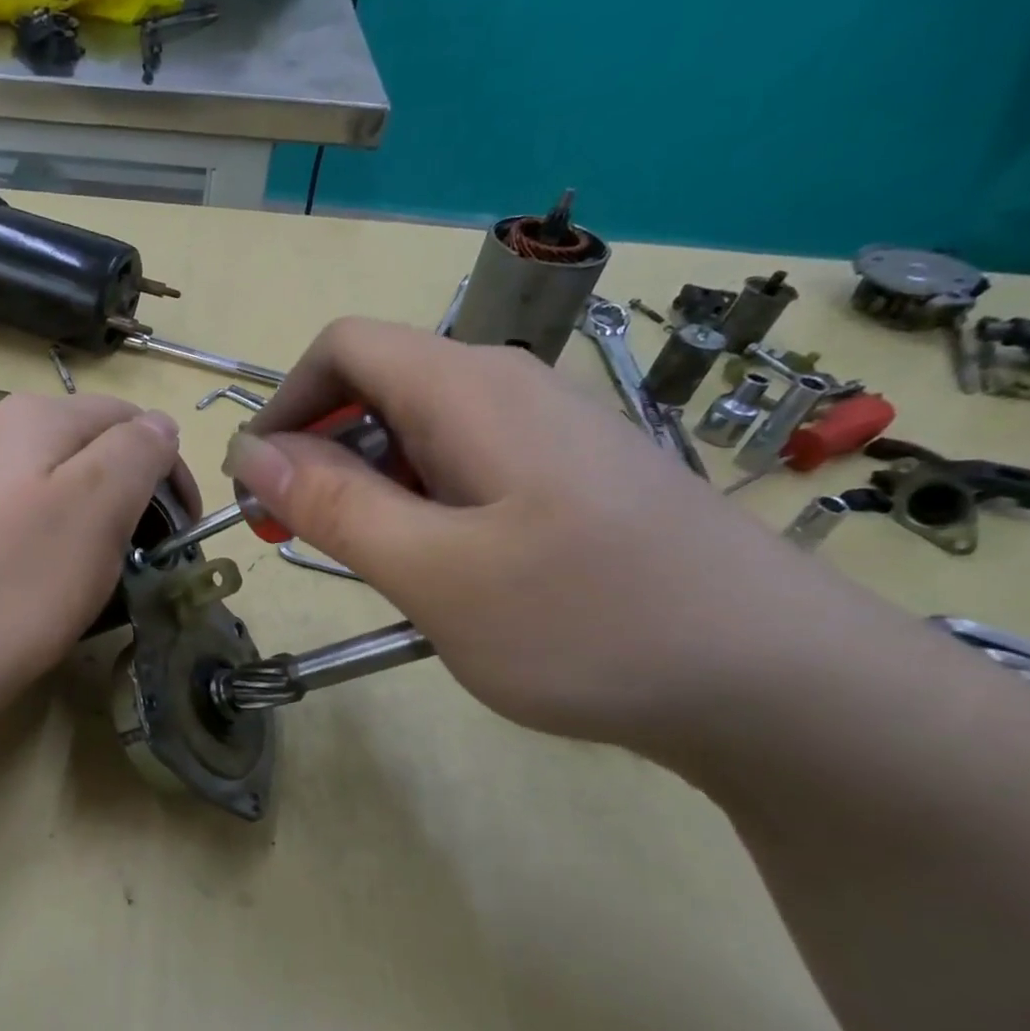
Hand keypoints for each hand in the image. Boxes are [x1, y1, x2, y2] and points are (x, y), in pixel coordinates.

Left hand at [0, 391, 197, 689]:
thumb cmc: (24, 581)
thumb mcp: (100, 504)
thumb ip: (139, 450)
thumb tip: (159, 425)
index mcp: (34, 413)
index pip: (129, 418)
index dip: (167, 470)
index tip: (182, 531)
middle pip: (90, 444)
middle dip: (131, 491)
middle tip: (146, 553)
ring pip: (57, 477)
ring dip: (95, 513)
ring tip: (102, 566)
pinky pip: (23, 506)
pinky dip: (54, 530)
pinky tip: (50, 571)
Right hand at [224, 318, 874, 755]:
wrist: (777, 682)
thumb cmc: (587, 623)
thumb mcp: (433, 572)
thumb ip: (335, 505)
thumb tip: (252, 454)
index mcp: (469, 389)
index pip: (344, 348)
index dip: (284, 405)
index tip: (257, 486)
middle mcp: (509, 389)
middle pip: (379, 387)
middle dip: (320, 453)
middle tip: (301, 540)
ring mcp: (547, 434)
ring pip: (421, 433)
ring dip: (369, 487)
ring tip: (369, 566)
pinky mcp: (570, 479)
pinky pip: (466, 468)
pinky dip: (421, 506)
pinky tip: (440, 571)